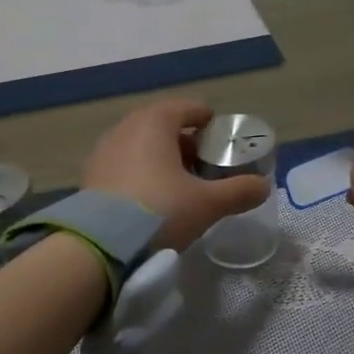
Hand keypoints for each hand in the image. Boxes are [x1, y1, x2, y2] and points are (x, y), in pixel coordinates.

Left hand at [83, 99, 268, 250]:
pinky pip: (123, 164)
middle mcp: (126, 127)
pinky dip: (139, 172)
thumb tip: (264, 186)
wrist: (100, 245)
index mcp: (155, 122)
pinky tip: (149, 198)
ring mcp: (103, 150)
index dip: (207, 121)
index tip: (220, 139)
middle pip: (162, 125)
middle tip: (202, 164)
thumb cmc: (159, 211)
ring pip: (140, 144)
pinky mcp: (90, 175)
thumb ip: (238, 191)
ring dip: (160, 157)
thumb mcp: (207, 204)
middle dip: (184, 141)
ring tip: (177, 183)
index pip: (187, 108)